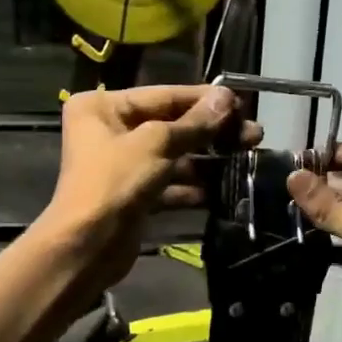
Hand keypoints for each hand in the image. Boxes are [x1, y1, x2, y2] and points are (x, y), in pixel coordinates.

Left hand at [39, 84, 257, 287]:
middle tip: (253, 133)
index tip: (241, 103)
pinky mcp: (133, 194)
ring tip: (247, 157)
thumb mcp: (157, 144)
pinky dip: (192, 187)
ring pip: (172, 155)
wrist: (87, 247)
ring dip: (207, 160)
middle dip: (211, 132)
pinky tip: (222, 189)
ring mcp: (121, 164)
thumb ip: (195, 122)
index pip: (163, 95)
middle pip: (170, 125)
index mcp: (103, 106)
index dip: (204, 99)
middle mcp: (109, 130)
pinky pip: (168, 183)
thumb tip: (226, 96)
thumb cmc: (115, 182)